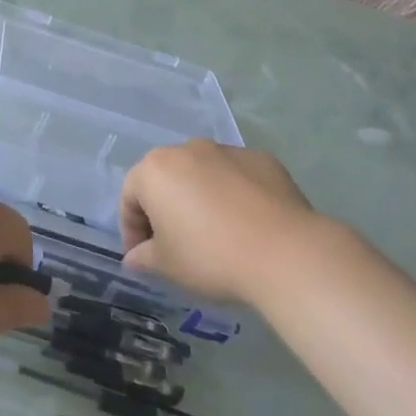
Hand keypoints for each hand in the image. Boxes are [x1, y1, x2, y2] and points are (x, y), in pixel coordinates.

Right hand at [120, 140, 349, 304]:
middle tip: (175, 243)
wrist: (285, 253)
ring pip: (201, 174)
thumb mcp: (166, 265)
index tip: (144, 257)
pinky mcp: (262, 159)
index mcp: (154, 170)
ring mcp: (227, 151)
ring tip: (214, 233)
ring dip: (199, 198)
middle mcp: (187, 149)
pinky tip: (246, 224)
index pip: (130, 198)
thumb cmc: (210, 256)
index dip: (132, 230)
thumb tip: (135, 257)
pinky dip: (233, 194)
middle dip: (164, 209)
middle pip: (165, 179)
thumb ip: (143, 257)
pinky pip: (236, 177)